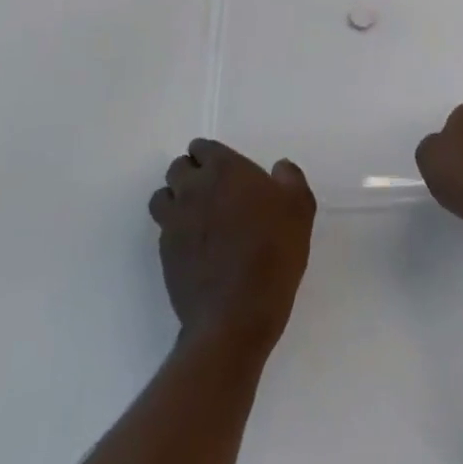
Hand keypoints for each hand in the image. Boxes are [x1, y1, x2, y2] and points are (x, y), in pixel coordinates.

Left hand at [148, 139, 315, 351]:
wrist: (237, 315)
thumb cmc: (273, 252)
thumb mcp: (300, 208)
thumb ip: (290, 178)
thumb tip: (279, 168)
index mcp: (223, 169)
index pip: (202, 147)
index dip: (211, 156)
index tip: (226, 171)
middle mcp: (193, 189)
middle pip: (177, 168)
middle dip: (191, 174)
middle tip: (212, 192)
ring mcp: (174, 222)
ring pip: (162, 197)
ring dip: (175, 200)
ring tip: (196, 217)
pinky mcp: (164, 254)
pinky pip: (163, 230)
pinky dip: (174, 231)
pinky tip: (195, 247)